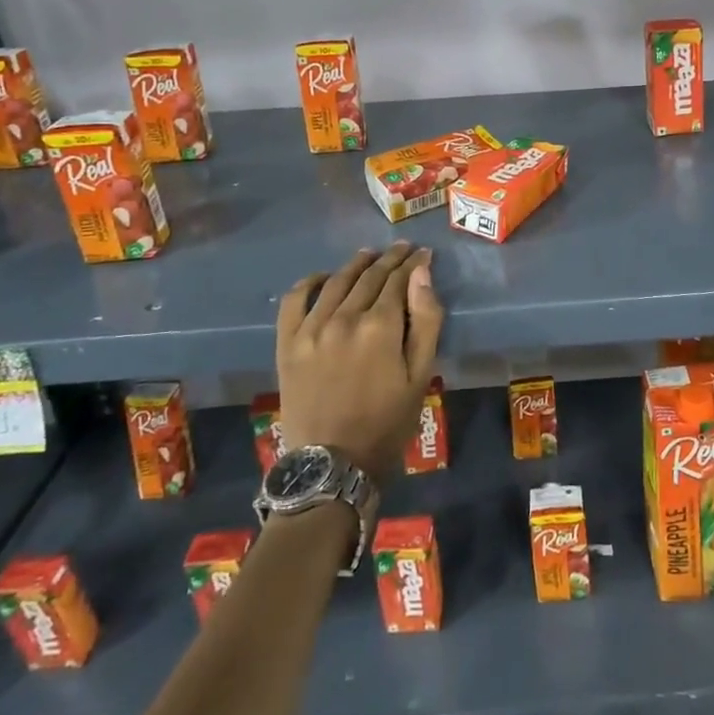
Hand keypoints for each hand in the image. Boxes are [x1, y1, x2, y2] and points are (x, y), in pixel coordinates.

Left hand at [276, 243, 443, 481]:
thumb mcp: (421, 375)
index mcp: (380, 326)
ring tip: (369, 255)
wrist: (332, 465)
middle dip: (389, 259)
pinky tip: (322, 277)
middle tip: (402, 249)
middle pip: (369, 276)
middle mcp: (344, 317)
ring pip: (336, 281)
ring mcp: (311, 328)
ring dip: (355, 264)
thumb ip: (426, 321)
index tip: (423, 253)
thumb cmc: (387, 422)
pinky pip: (294, 300)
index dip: (413, 263)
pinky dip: (308, 282)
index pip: (398, 280)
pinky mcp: (287, 343)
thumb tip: (422, 274)